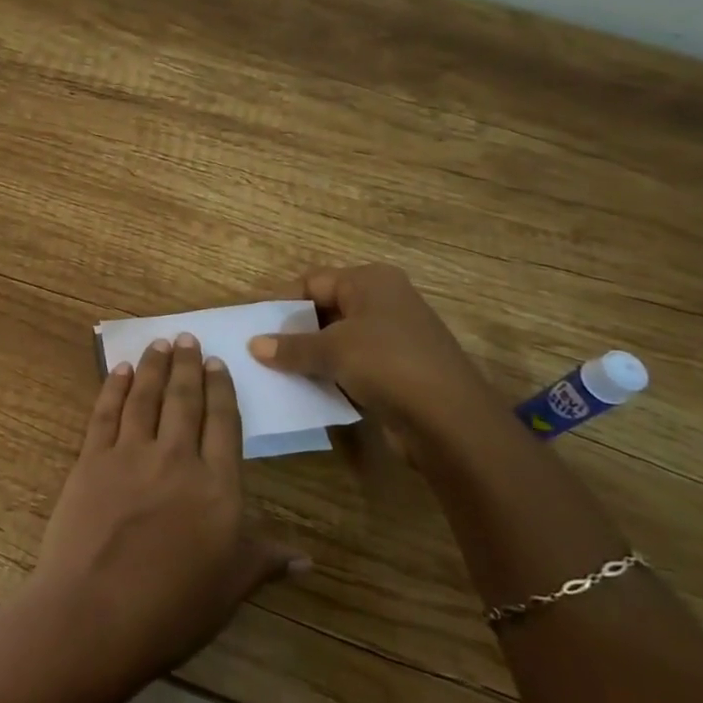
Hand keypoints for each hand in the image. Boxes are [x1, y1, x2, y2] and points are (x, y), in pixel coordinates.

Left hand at [35, 334, 307, 672]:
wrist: (97, 613)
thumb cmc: (173, 608)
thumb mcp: (231, 587)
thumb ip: (265, 560)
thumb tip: (308, 559)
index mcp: (217, 486)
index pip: (224, 424)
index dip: (222, 390)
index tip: (218, 363)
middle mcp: (176, 458)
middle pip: (184, 400)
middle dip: (187, 365)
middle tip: (187, 337)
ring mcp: (129, 455)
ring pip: (145, 398)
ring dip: (153, 366)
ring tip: (159, 342)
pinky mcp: (91, 460)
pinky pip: (105, 413)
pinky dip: (114, 387)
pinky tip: (120, 370)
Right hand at [247, 263, 494, 426]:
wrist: (451, 421)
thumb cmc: (388, 364)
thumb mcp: (331, 350)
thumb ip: (290, 347)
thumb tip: (254, 345)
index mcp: (370, 282)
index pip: (313, 281)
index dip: (281, 300)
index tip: (252, 323)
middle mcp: (383, 302)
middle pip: (324, 309)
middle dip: (292, 330)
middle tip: (258, 349)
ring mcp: (393, 337)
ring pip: (337, 340)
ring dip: (309, 355)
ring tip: (273, 371)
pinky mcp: (396, 371)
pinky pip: (351, 365)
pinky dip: (329, 375)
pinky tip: (305, 390)